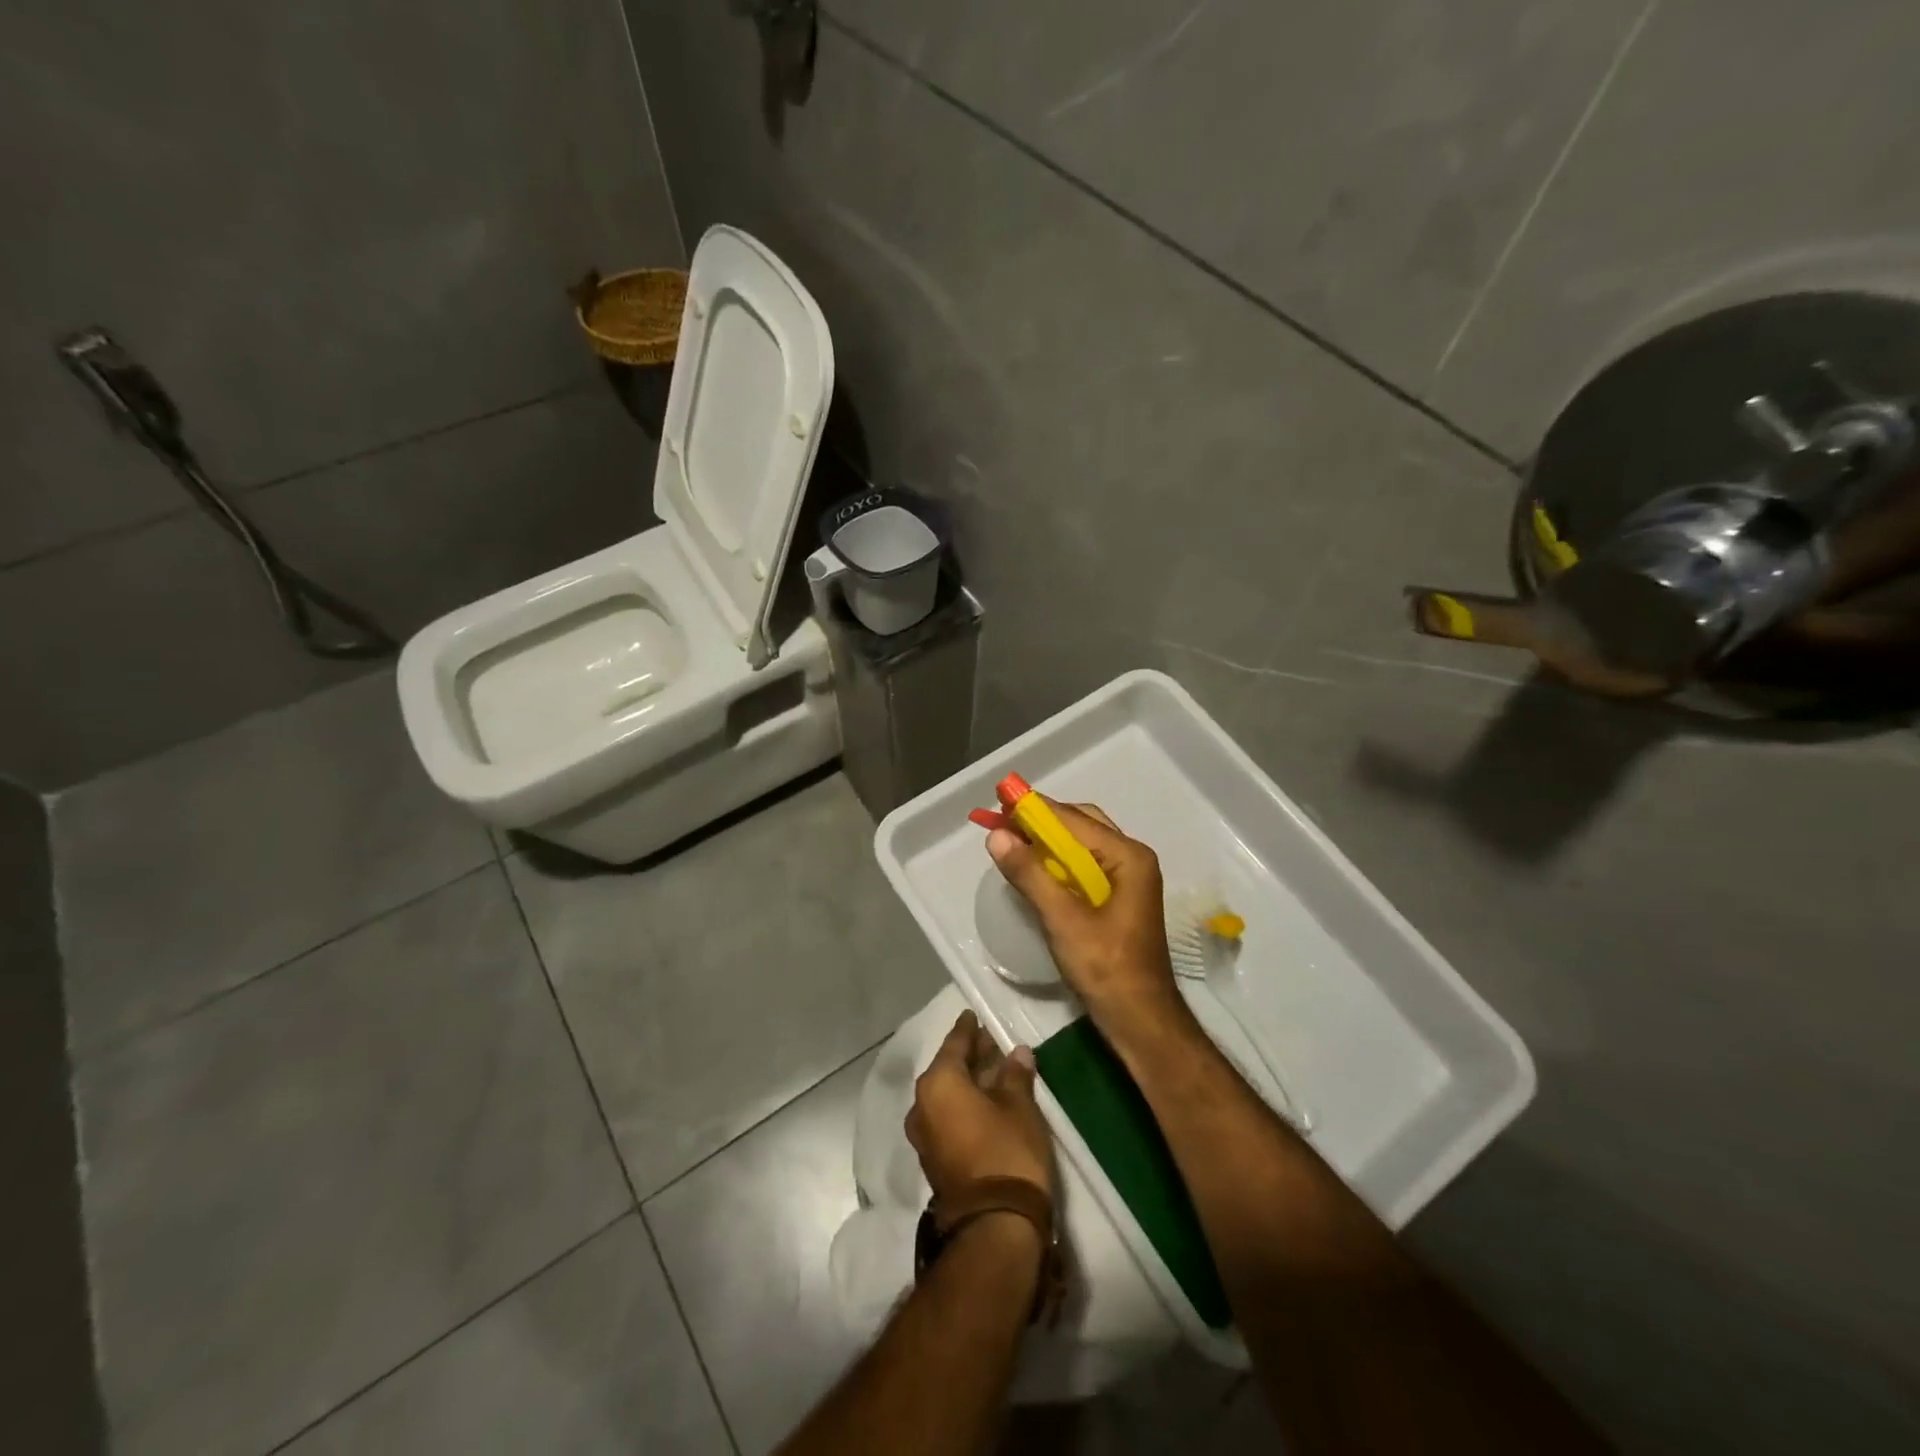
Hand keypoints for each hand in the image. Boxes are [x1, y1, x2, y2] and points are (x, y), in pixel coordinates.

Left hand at [907, 1012, 1054, 1205]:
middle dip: (969, 1056)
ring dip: (968, 1083)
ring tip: (994, 1071)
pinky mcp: (934, 1159)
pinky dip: (963, 1105)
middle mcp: (922, 1104)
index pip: (954, 1044)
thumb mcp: (1020, 1107)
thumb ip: (1015, 1075)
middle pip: (947, 1069)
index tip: (974, 1015)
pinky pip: (946, 1117)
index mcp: (938, 1083)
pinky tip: (986, 1103)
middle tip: (992, 1043)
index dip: (967, 1029)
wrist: (994, 1225)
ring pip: (946, 1095)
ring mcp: (924, 1135)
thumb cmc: (1007, 1151)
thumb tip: (1017, 1052)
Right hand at [985, 801, 1186, 1038]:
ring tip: (1012, 842)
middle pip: (1081, 825)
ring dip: (1047, 842)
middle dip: (1041, 822)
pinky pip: (1084, 867)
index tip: (999, 801)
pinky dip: (1057, 863)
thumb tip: (997, 836)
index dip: (1034, 808)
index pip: (1073, 818)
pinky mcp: (1118, 899)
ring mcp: (1127, 879)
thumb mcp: (1062, 919)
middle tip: (1003, 824)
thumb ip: (1030, 874)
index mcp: (1127, 856)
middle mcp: (1131, 859)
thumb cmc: (1106, 968)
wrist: (1140, 1020)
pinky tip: (1034, 871)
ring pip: (1082, 846)